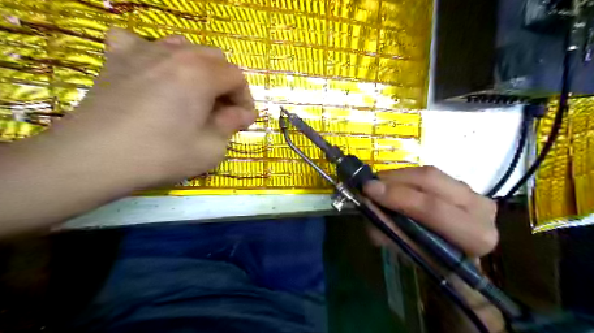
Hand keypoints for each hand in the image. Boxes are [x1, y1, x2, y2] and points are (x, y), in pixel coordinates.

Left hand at [0, 29, 254, 236]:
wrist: (94, 158)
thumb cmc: (161, 155)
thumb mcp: (210, 148)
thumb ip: (231, 125)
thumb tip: (243, 114)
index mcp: (201, 74)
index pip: (237, 77)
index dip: (245, 99)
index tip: (243, 120)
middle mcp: (175, 54)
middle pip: (214, 58)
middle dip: (225, 83)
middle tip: (221, 110)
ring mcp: (143, 52)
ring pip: (184, 47)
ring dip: (197, 68)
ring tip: (193, 92)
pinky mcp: (117, 59)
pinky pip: (141, 43)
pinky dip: (154, 55)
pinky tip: (153, 73)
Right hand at [362, 165, 497, 256]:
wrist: (462, 256)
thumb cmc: (438, 263)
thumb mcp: (413, 255)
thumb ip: (391, 233)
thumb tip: (368, 209)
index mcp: (475, 235)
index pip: (433, 209)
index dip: (398, 197)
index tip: (369, 191)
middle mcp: (480, 207)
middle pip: (430, 180)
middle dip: (393, 180)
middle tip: (368, 185)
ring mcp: (472, 190)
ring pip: (428, 173)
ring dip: (396, 177)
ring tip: (377, 185)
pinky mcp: (461, 183)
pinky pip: (427, 173)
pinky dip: (404, 177)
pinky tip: (391, 184)